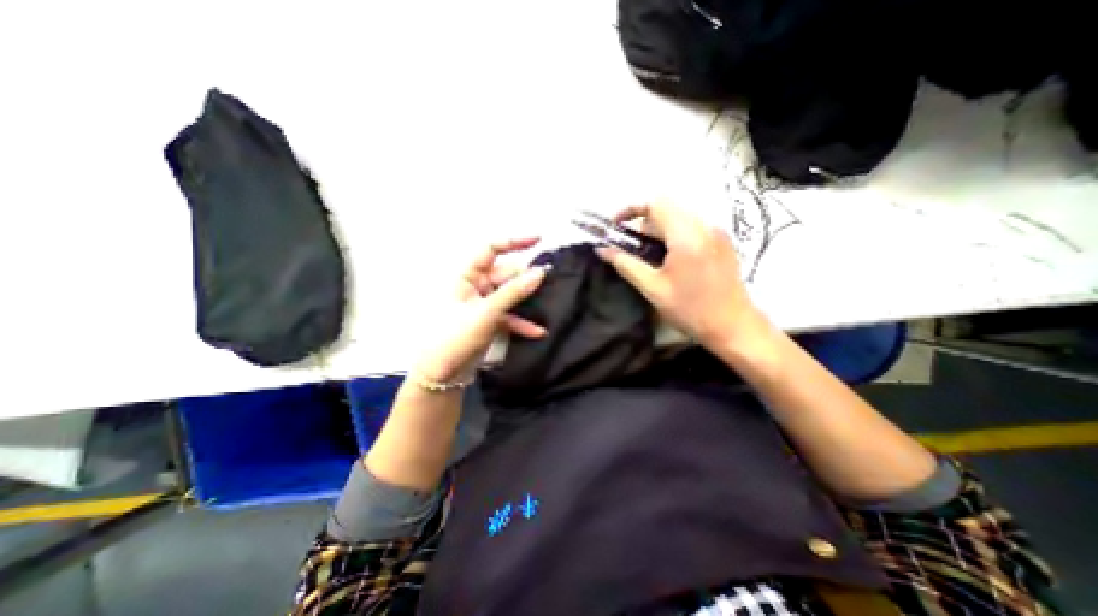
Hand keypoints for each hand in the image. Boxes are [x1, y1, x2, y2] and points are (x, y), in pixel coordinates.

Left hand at [411, 239, 548, 381]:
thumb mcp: (487, 312)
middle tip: (547, 282)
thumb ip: (514, 292)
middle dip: (525, 278)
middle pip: (505, 274)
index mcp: (466, 276)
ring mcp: (484, 304)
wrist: (443, 373)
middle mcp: (475, 286)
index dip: (513, 242)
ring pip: (510, 295)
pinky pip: (509, 315)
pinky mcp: (490, 320)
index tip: (538, 239)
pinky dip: (521, 322)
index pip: (491, 250)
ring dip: (526, 301)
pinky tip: (536, 331)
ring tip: (546, 304)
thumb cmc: (456, 337)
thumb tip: (539, 273)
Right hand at [597, 202, 766, 349]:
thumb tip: (601, 249)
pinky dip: (673, 235)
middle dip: (642, 223)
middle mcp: (704, 226)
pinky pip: (692, 227)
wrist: (734, 327)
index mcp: (686, 235)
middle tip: (629, 246)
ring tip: (647, 255)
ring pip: (679, 217)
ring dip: (657, 230)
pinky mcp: (722, 242)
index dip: (630, 208)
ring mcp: (717, 233)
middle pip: (667, 209)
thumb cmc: (690, 310)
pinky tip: (668, 259)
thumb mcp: (653, 288)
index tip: (615, 225)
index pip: (655, 203)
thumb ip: (625, 264)